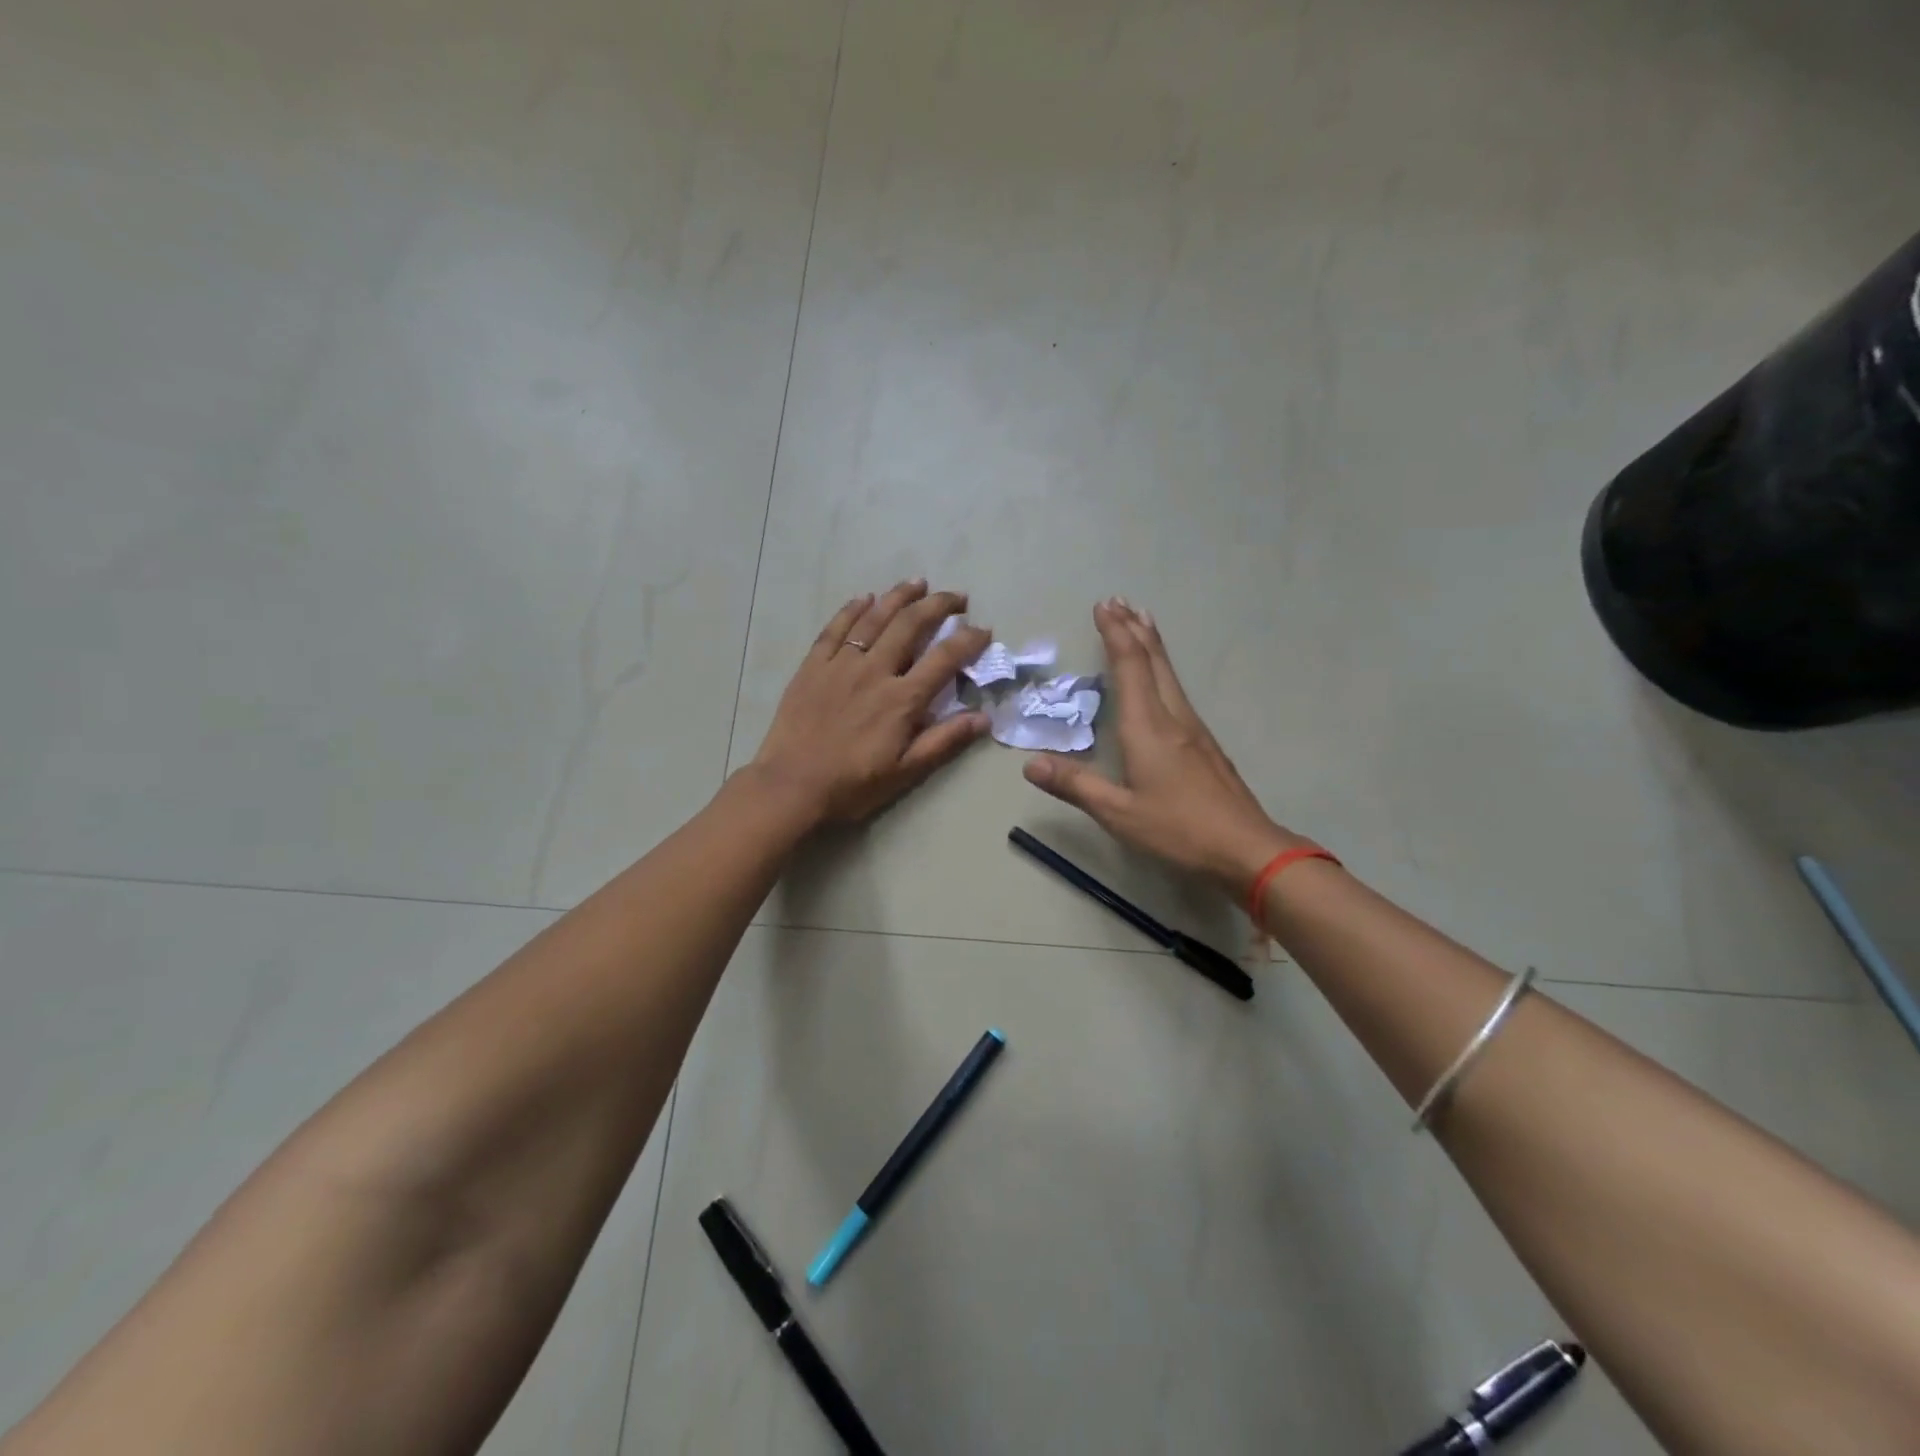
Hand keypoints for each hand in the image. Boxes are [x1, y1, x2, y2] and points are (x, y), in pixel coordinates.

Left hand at [750, 579, 992, 823]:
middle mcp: (874, 671)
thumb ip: (944, 741)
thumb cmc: (852, 785)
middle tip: (957, 598)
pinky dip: (852, 609)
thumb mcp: (905, 772)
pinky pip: (835, 628)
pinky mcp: (813, 665)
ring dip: (899, 596)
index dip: (969, 640)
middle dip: (938, 605)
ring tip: (918, 583)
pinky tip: (864, 598)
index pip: (944, 658)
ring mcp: (841, 664)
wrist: (791, 786)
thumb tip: (984, 718)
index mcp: (901, 699)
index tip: (984, 630)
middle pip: (911, 625)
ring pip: (874, 618)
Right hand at [1023, 598, 1307, 897]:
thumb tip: (1029, 764)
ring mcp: (1194, 729)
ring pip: (1169, 674)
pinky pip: (1177, 691)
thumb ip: (1074, 785)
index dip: (1115, 634)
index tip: (1103, 606)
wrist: (1247, 849)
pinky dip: (1162, 669)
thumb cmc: (1178, 829)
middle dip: (1135, 628)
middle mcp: (1173, 717)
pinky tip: (1161, 680)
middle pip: (1154, 661)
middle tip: (1120, 601)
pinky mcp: (1205, 744)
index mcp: (1148, 727)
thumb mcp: (1118, 813)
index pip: (1129, 667)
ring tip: (1141, 623)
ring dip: (1151, 645)